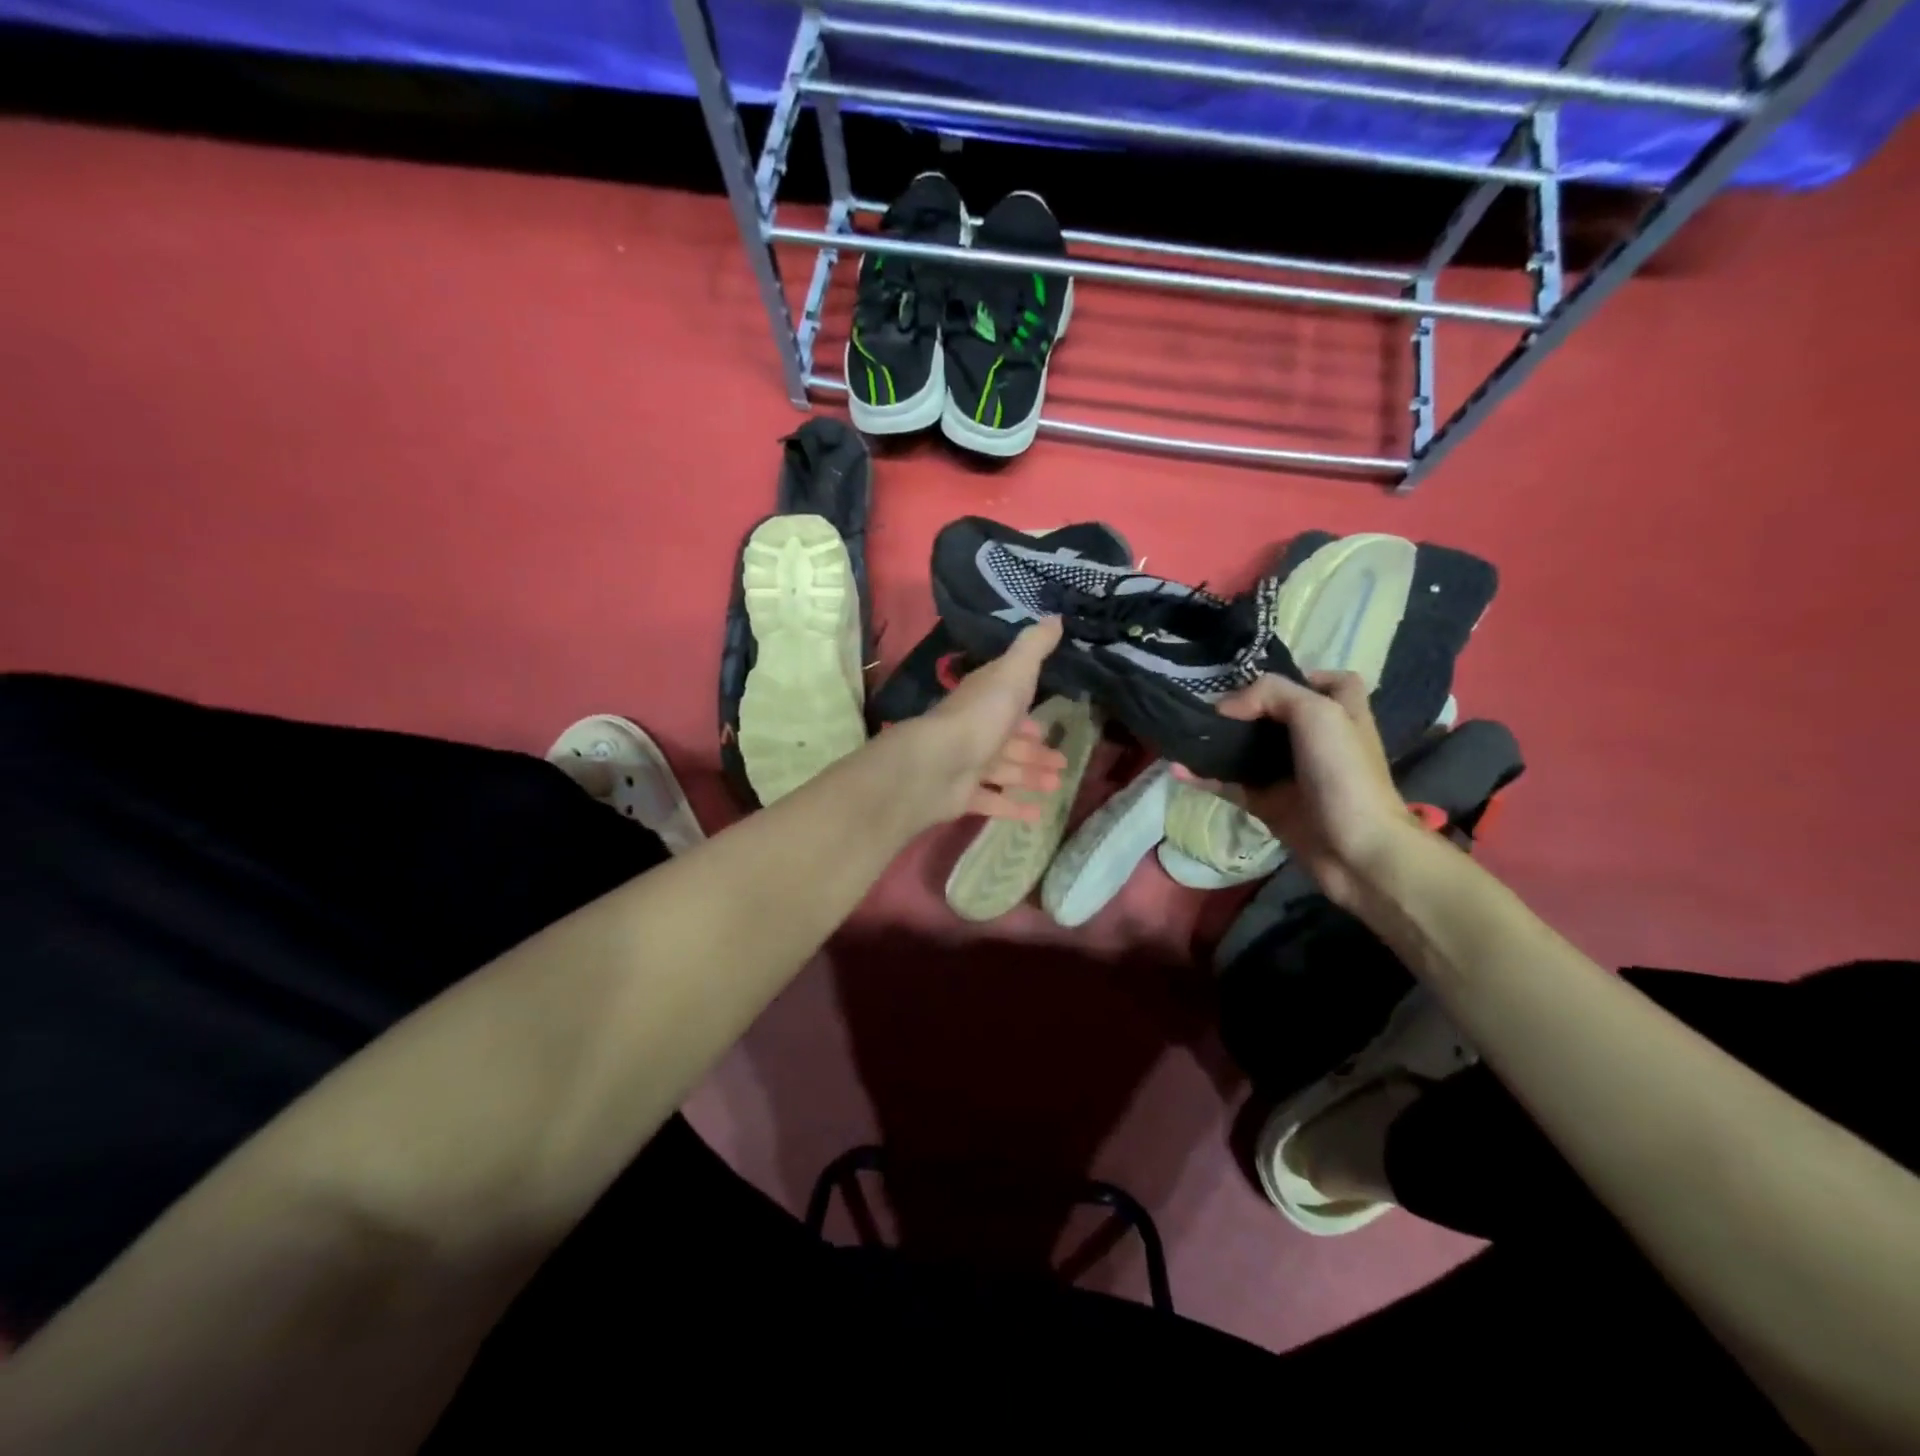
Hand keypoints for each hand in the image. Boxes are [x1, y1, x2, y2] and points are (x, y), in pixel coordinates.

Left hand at [889, 617, 1069, 826]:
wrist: (938, 763)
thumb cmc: (980, 715)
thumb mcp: (1013, 673)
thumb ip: (1034, 647)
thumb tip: (1055, 616)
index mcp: (986, 701)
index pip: (1008, 704)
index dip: (1028, 713)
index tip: (1048, 724)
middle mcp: (976, 731)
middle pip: (1009, 741)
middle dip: (1035, 750)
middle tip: (1062, 762)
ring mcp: (967, 765)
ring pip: (1004, 770)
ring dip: (1030, 776)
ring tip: (1057, 785)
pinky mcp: (963, 796)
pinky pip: (993, 801)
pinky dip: (1013, 807)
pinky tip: (1038, 815)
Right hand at [1180, 671, 1415, 905]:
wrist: (1356, 850)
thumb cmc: (1344, 773)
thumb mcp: (1317, 712)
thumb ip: (1271, 694)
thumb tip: (1224, 707)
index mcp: (1341, 711)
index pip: (1323, 682)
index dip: (1296, 676)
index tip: (1256, 681)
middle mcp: (1317, 739)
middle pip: (1275, 715)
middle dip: (1241, 709)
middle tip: (1205, 705)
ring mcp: (1291, 773)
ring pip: (1248, 750)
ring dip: (1217, 743)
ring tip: (1183, 734)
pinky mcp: (1270, 803)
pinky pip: (1231, 784)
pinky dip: (1205, 777)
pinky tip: (1178, 769)